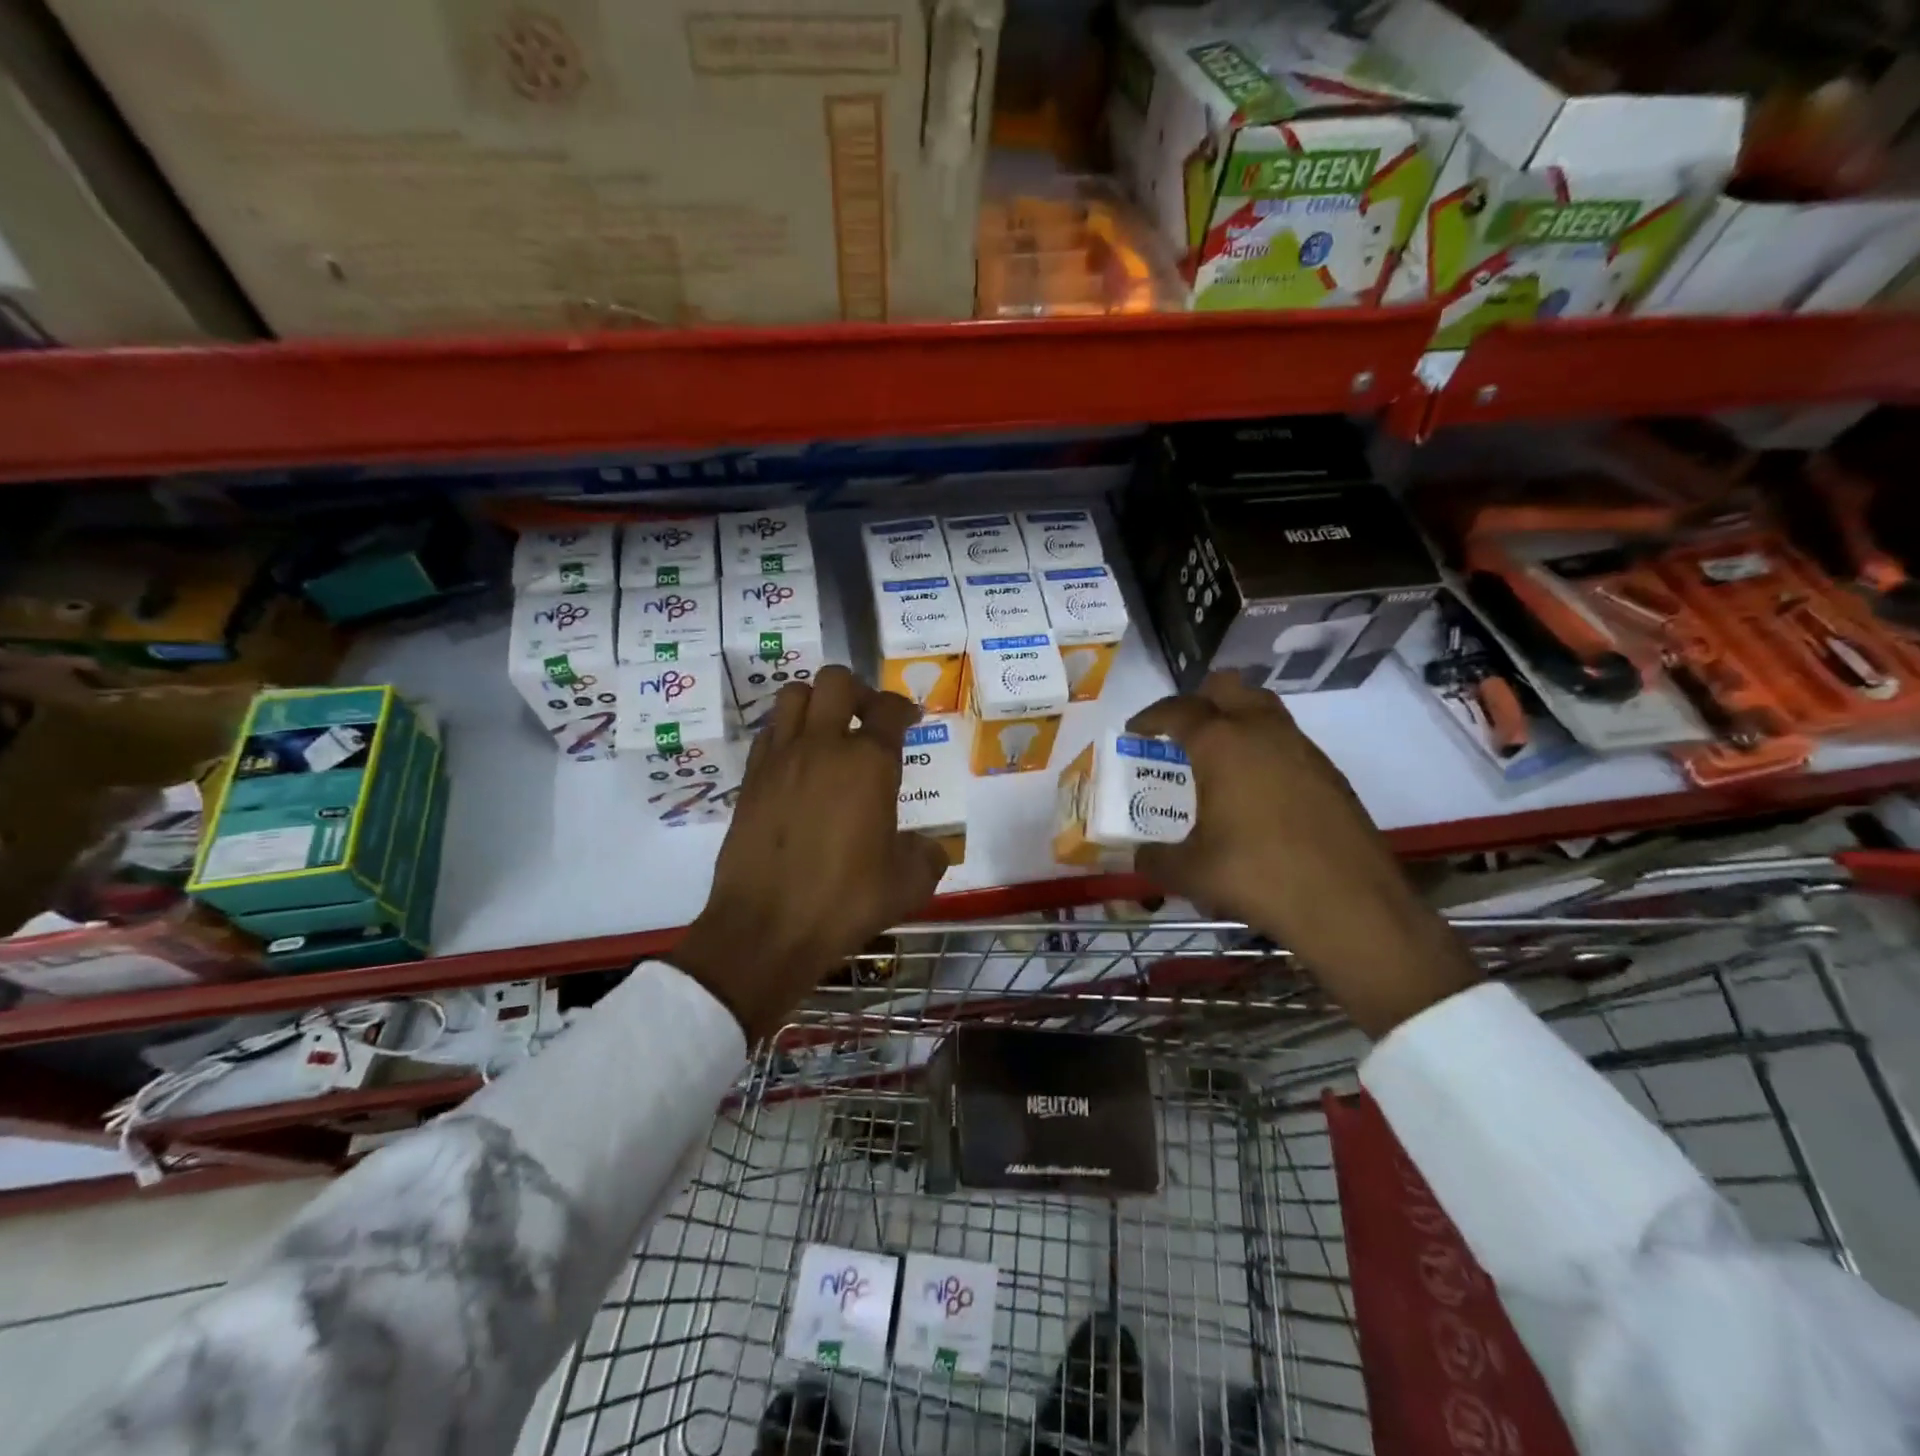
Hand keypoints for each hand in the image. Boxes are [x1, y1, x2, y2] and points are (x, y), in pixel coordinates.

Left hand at [670, 666, 949, 1041]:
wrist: (766, 928)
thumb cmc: (844, 902)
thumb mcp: (908, 885)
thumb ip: (927, 856)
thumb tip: (928, 847)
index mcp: (869, 764)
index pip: (890, 710)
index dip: (905, 708)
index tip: (910, 718)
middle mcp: (823, 747)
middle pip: (836, 681)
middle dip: (858, 691)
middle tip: (868, 718)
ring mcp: (781, 758)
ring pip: (794, 694)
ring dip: (816, 702)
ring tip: (828, 730)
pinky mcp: (751, 778)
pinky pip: (769, 731)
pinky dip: (787, 731)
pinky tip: (798, 762)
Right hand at [1128, 672, 1480, 1037]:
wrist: (1349, 904)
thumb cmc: (1257, 876)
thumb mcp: (1190, 873)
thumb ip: (1155, 860)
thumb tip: (1139, 858)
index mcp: (1221, 743)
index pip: (1177, 711)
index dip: (1150, 717)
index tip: (1135, 730)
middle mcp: (1262, 731)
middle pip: (1227, 688)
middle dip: (1198, 700)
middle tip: (1180, 732)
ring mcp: (1302, 748)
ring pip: (1263, 708)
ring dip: (1235, 719)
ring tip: (1216, 757)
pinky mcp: (1329, 772)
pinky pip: (1286, 741)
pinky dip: (1263, 748)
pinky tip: (1256, 789)